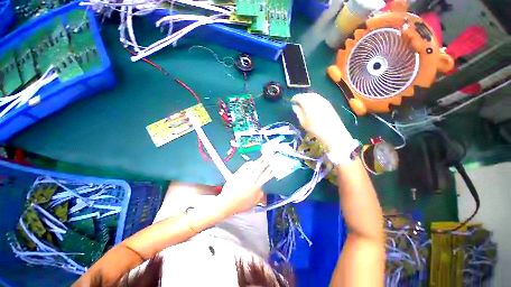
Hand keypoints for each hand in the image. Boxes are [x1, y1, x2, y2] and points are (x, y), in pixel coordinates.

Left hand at [217, 157, 273, 215]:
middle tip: (271, 158)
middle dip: (267, 163)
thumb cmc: (240, 205)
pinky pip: (245, 166)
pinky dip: (249, 163)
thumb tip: (262, 189)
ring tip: (264, 157)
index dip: (270, 171)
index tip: (274, 167)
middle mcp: (251, 179)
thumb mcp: (253, 203)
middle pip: (261, 169)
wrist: (226, 202)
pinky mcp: (238, 173)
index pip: (265, 177)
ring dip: (260, 161)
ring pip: (254, 167)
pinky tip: (252, 162)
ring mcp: (244, 175)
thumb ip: (260, 195)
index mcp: (256, 187)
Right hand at [292, 93, 356, 156]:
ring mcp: (323, 101)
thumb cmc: (315, 128)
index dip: (295, 98)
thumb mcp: (303, 122)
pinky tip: (313, 105)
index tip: (292, 101)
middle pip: (307, 94)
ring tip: (304, 102)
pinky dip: (314, 99)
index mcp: (308, 103)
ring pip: (314, 95)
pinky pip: (319, 98)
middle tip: (297, 101)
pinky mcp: (329, 104)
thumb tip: (295, 107)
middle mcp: (316, 99)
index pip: (300, 97)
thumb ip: (299, 113)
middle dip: (301, 96)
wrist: (332, 132)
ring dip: (308, 97)